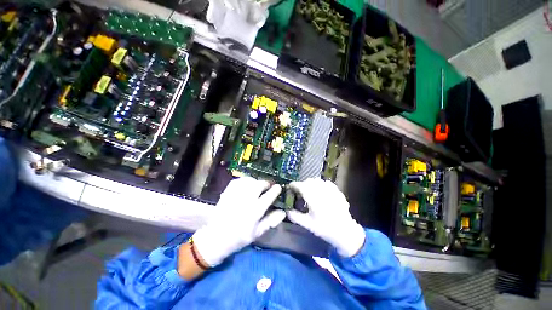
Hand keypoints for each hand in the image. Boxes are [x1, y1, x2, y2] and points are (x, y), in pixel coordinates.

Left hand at [193, 177, 284, 266]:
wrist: (216, 238)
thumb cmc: (239, 237)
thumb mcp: (257, 233)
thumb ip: (271, 221)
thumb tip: (283, 212)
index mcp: (255, 211)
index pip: (269, 196)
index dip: (275, 190)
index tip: (278, 187)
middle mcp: (246, 200)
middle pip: (259, 185)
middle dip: (266, 183)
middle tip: (268, 185)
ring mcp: (236, 195)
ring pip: (249, 181)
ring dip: (256, 181)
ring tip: (258, 184)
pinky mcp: (227, 193)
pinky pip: (238, 181)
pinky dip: (244, 180)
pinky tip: (247, 184)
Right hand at [288, 178, 365, 256]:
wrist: (345, 232)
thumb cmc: (325, 229)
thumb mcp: (308, 224)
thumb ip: (296, 217)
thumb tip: (287, 211)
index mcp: (313, 199)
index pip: (301, 186)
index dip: (294, 185)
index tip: (290, 186)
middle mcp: (321, 192)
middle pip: (309, 181)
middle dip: (303, 184)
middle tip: (300, 191)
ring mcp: (330, 191)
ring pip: (318, 180)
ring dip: (312, 183)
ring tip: (310, 190)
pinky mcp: (337, 192)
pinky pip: (327, 183)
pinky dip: (321, 184)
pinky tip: (321, 191)